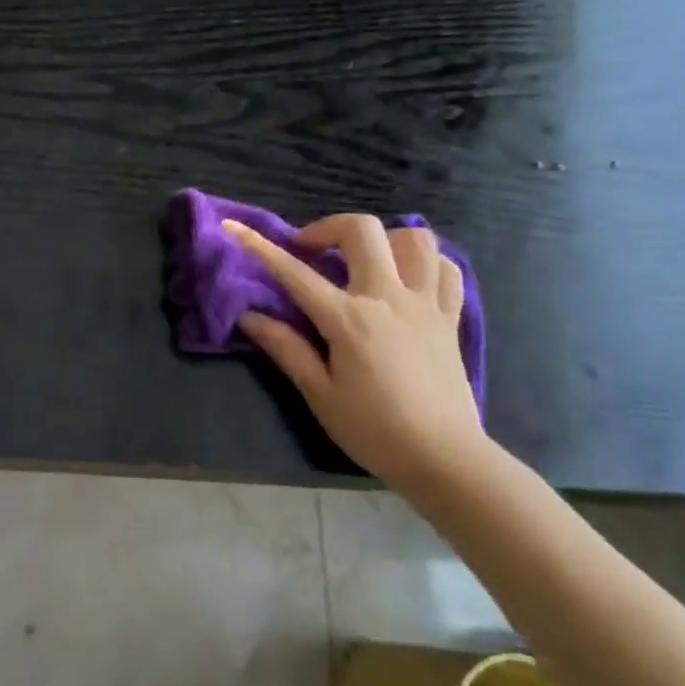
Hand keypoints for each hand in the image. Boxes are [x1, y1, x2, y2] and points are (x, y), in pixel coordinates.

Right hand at [224, 213, 482, 487]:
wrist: (445, 458)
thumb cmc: (374, 430)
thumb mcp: (320, 394)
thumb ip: (286, 348)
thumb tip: (250, 316)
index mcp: (348, 319)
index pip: (295, 273)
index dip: (259, 246)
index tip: (234, 227)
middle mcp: (388, 298)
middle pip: (362, 231)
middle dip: (327, 228)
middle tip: (310, 250)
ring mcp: (425, 304)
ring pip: (414, 239)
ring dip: (383, 239)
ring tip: (363, 260)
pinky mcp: (450, 318)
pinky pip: (446, 269)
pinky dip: (424, 262)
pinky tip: (407, 278)